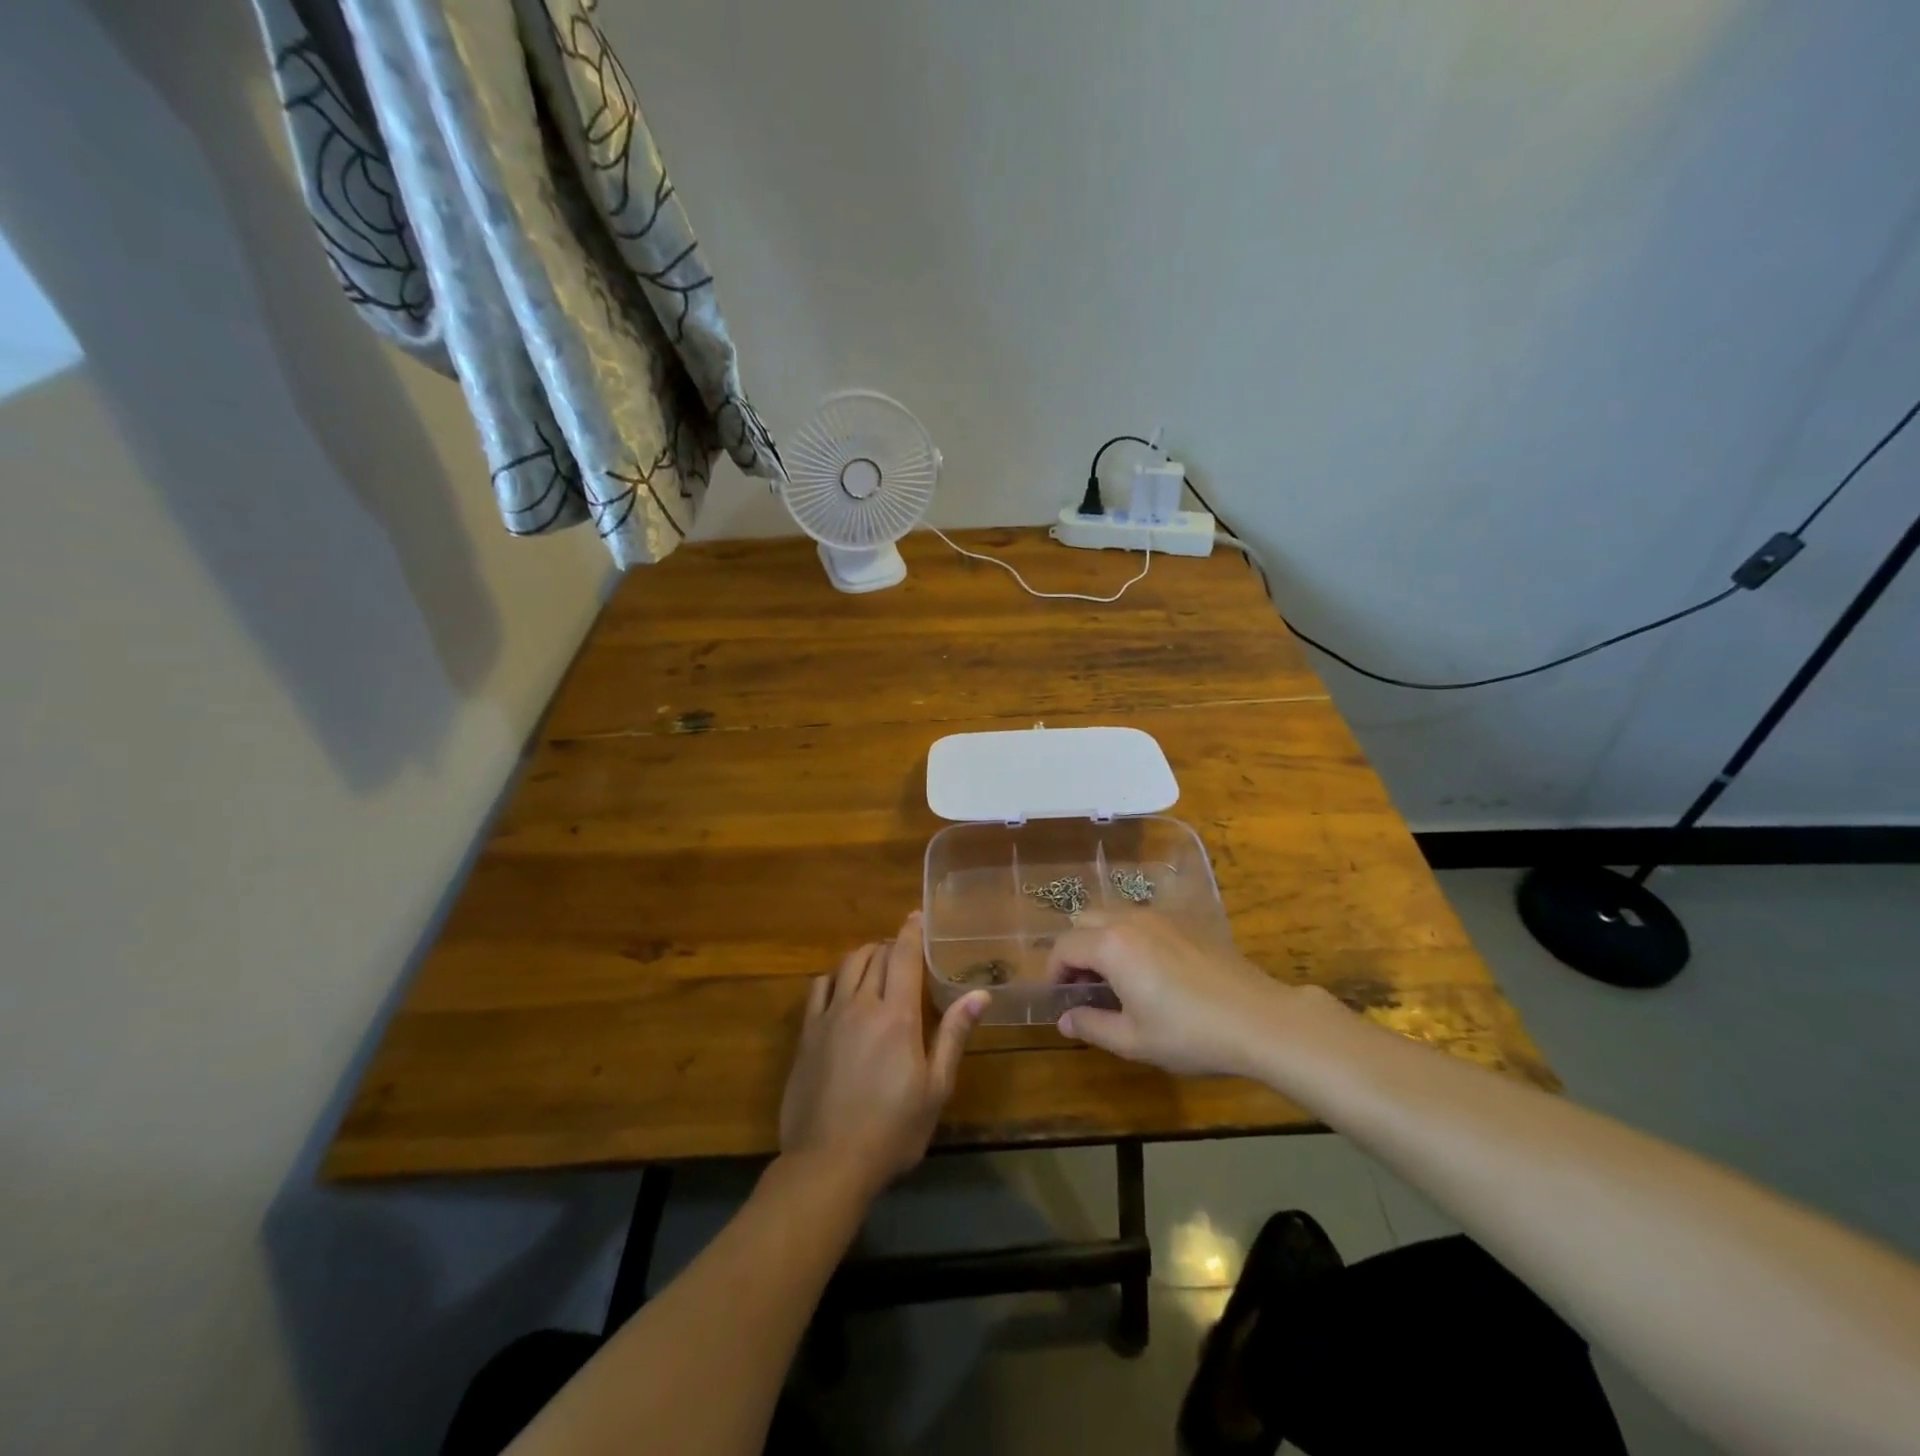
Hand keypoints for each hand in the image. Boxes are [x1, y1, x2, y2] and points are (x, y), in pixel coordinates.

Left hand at [779, 911, 988, 1198]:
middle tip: (904, 951)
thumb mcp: (935, 1088)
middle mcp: (861, 1004)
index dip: (912, 931)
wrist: (827, 1163)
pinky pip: (819, 988)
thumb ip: (954, 1035)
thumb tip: (980, 994)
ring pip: (846, 965)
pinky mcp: (807, 1034)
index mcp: (897, 1015)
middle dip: (891, 945)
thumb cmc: (892, 1130)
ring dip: (864, 955)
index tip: (918, 916)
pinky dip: (834, 978)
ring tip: (877, 963)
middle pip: (875, 955)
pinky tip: (842, 989)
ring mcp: (829, 1017)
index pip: (904, 955)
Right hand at [1048, 913, 1305, 1075]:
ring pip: (1113, 916)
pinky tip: (1148, 971)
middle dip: (1075, 950)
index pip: (1064, 948)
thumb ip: (1091, 1026)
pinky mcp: (1186, 922)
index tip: (1059, 998)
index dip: (1053, 972)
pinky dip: (1129, 937)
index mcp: (1111, 945)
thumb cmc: (1189, 1033)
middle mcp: (1131, 920)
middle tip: (1083, 986)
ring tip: (1114, 979)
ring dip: (1101, 940)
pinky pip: (1141, 920)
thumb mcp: (1133, 1040)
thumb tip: (1064, 1019)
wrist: (1258, 1019)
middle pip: (1085, 921)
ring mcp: (1161, 917)